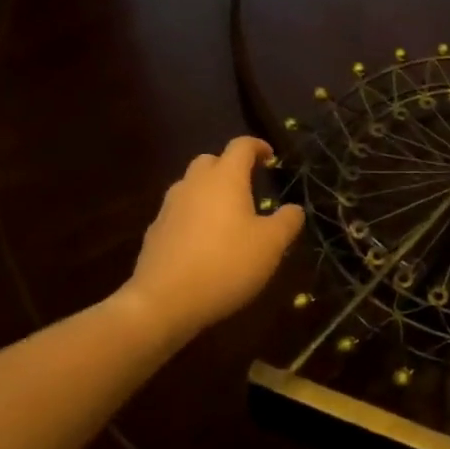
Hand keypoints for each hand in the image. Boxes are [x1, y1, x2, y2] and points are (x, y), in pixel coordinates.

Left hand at [124, 138, 304, 340]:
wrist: (162, 302)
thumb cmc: (226, 264)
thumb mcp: (271, 245)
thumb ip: (287, 221)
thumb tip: (294, 209)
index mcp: (225, 179)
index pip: (241, 146)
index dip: (258, 146)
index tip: (270, 156)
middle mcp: (194, 184)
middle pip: (210, 161)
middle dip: (229, 167)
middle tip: (247, 185)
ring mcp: (169, 208)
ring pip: (191, 186)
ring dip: (209, 192)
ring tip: (226, 216)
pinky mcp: (154, 232)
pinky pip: (178, 213)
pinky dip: (193, 217)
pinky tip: (203, 243)